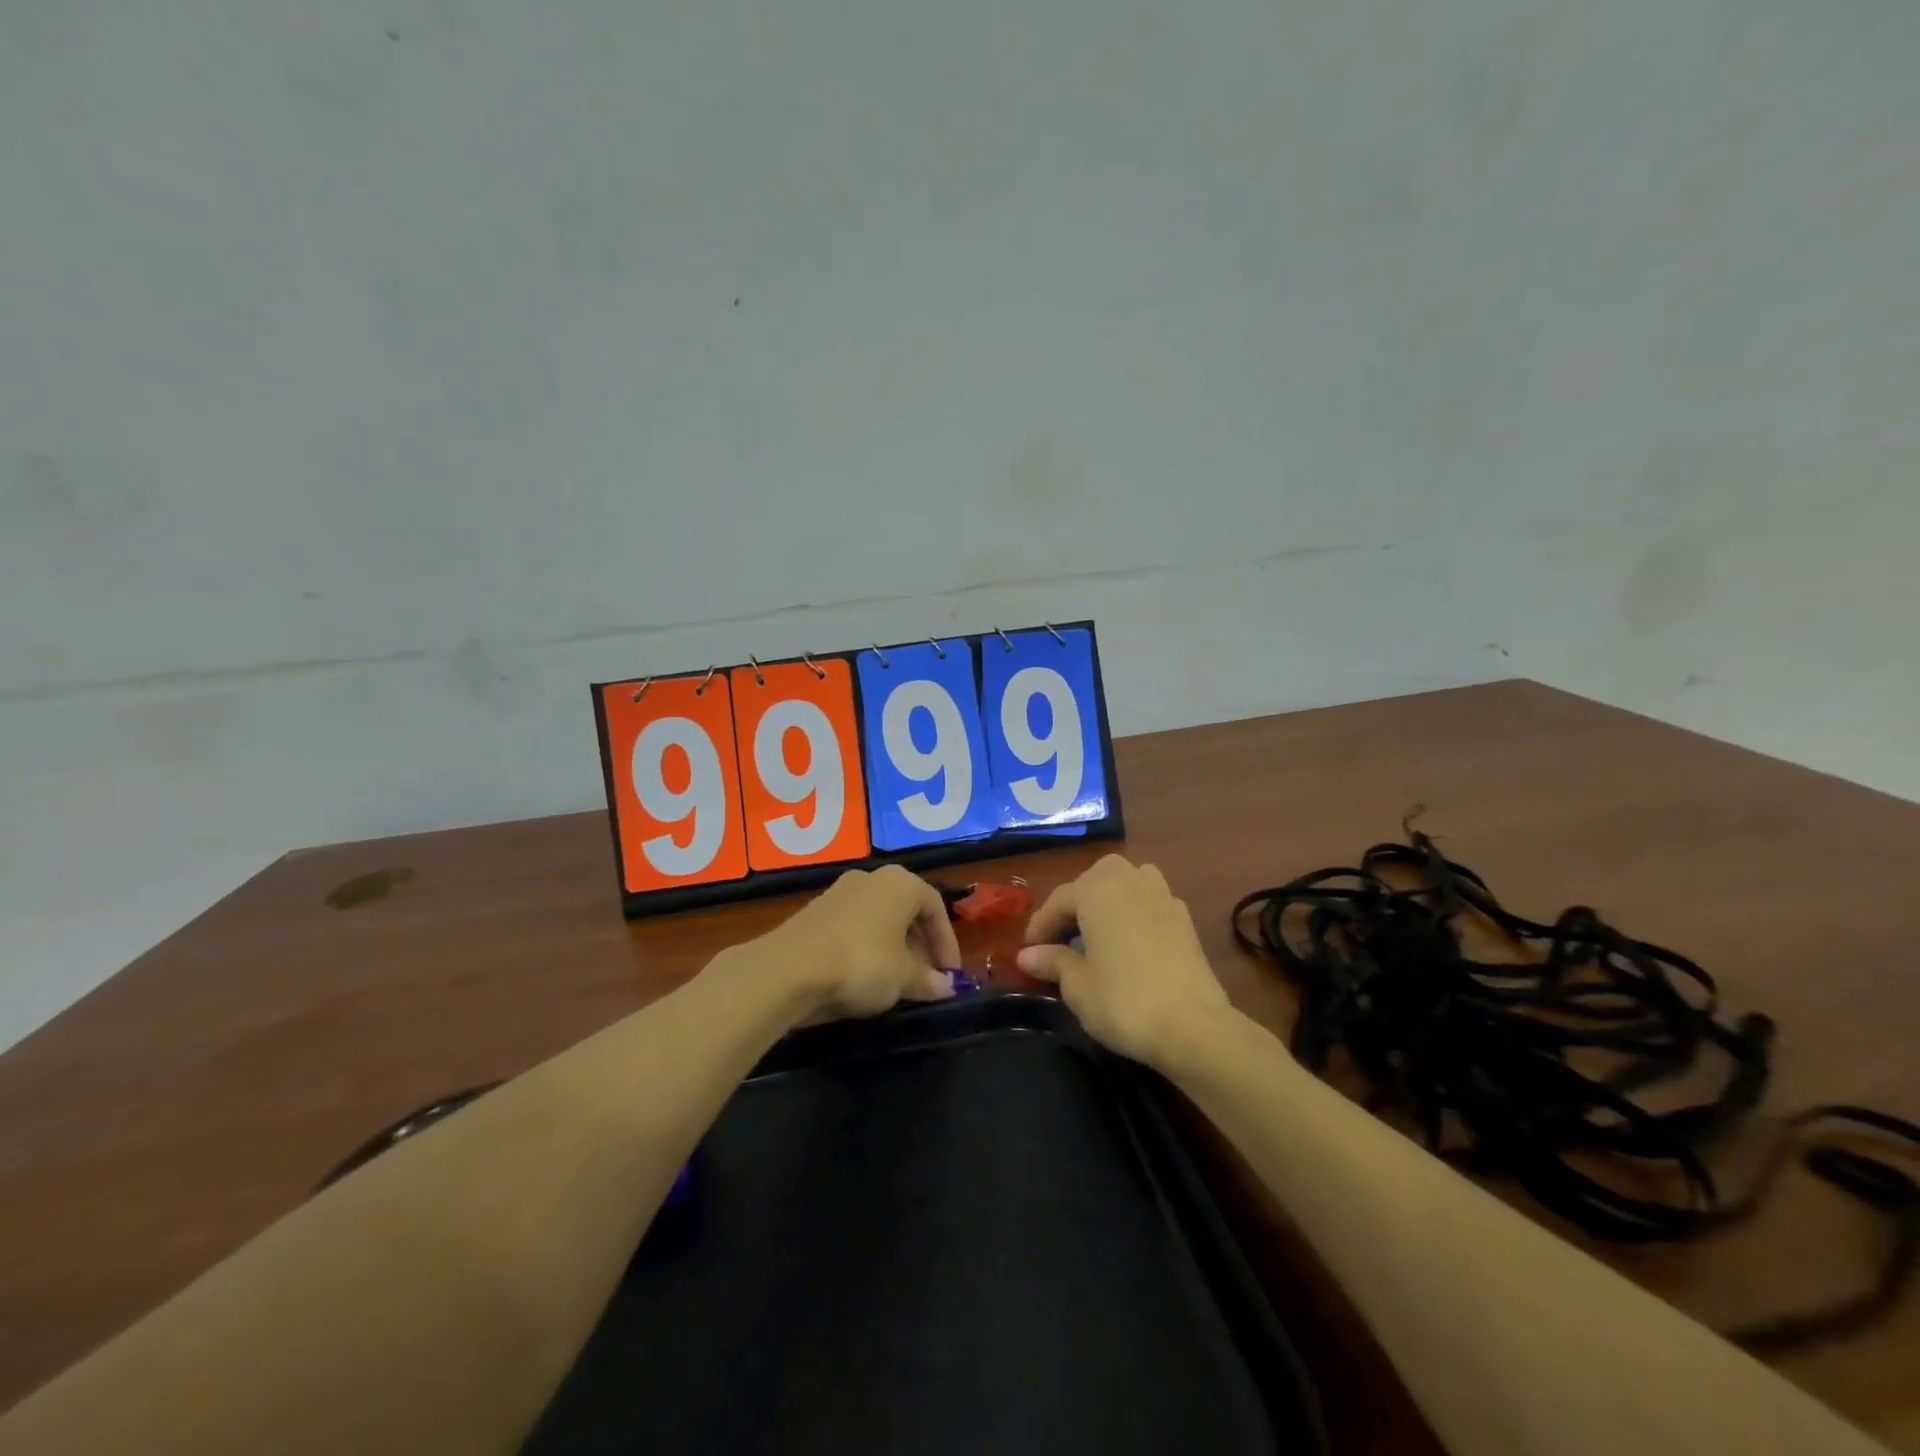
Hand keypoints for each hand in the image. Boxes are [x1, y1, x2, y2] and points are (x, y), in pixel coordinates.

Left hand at [761, 865, 960, 1020]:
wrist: (789, 968)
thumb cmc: (862, 962)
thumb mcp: (903, 978)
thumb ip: (928, 981)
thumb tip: (946, 987)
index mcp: (901, 883)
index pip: (936, 908)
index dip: (947, 943)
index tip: (951, 975)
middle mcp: (872, 878)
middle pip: (906, 911)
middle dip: (921, 945)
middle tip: (927, 977)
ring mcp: (839, 893)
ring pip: (878, 919)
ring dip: (893, 948)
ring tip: (897, 981)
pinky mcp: (815, 912)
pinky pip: (853, 928)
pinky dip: (866, 948)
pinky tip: (864, 977)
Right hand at [1016, 854, 1231, 1068]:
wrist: (1194, 1027)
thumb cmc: (1124, 1001)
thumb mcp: (1078, 986)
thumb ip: (1053, 962)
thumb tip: (1027, 955)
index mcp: (1098, 890)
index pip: (1059, 899)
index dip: (1040, 925)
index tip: (1027, 950)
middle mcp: (1130, 882)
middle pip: (1095, 878)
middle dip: (1077, 901)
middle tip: (1062, 935)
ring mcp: (1163, 897)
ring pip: (1128, 881)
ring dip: (1109, 897)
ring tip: (1098, 928)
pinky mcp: (1185, 920)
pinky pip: (1151, 901)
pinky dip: (1135, 912)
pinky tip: (1131, 939)